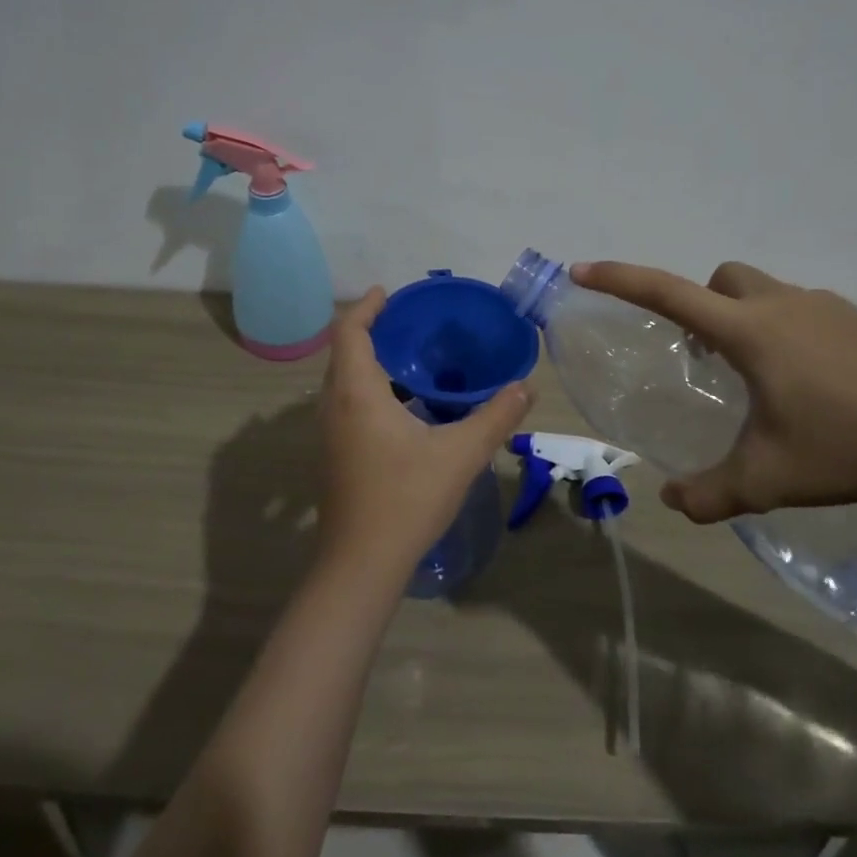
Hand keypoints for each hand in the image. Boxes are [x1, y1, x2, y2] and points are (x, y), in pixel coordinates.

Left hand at [316, 290, 534, 578]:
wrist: (361, 564)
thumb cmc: (407, 499)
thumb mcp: (461, 454)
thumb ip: (495, 416)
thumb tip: (526, 386)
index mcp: (356, 393)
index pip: (349, 332)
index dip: (366, 307)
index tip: (388, 292)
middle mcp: (334, 406)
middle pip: (343, 353)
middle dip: (370, 330)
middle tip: (407, 322)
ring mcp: (329, 433)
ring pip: (343, 381)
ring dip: (369, 362)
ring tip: (410, 357)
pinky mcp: (335, 455)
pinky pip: (347, 404)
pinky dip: (369, 389)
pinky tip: (404, 406)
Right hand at [572, 260, 856, 522]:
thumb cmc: (847, 448)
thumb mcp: (768, 480)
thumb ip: (710, 494)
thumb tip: (672, 502)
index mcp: (749, 332)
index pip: (667, 293)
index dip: (620, 280)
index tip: (583, 270)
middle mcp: (782, 305)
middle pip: (721, 278)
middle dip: (701, 304)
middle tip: (706, 356)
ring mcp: (826, 307)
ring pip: (764, 292)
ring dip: (745, 319)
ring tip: (760, 380)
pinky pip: (803, 311)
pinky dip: (786, 332)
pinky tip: (811, 385)